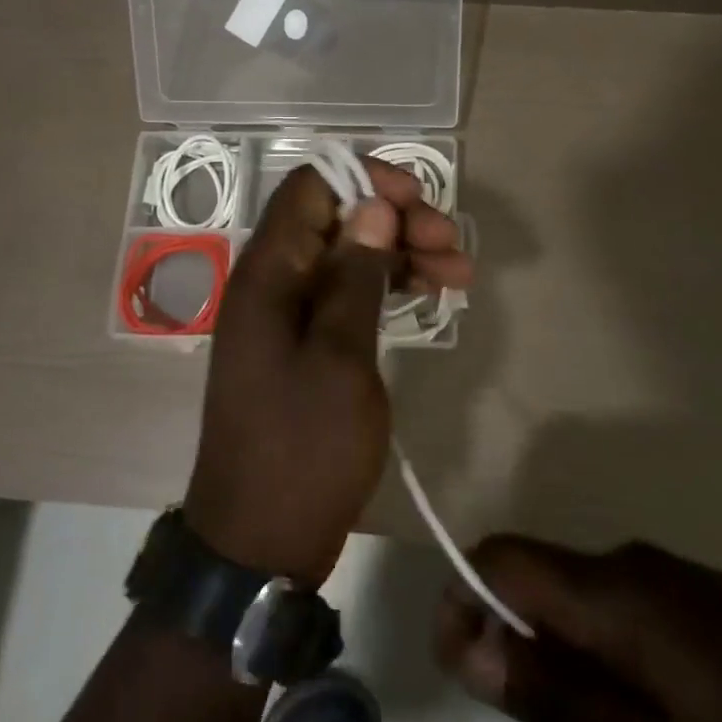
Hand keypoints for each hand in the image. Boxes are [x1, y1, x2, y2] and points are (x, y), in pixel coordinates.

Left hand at [183, 159, 471, 586]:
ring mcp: (288, 314)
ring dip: (401, 253)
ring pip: (348, 255)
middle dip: (395, 219)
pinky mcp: (305, 344)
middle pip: (336, 218)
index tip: (419, 200)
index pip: (310, 188)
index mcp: (267, 273)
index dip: (366, 180)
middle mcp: (272, 281)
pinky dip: (387, 287)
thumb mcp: (340, 358)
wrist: (261, 542)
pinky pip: (347, 293)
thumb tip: (373, 206)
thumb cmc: (304, 448)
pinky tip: (432, 294)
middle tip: (451, 242)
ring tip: (460, 271)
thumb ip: (355, 276)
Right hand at [434, 537, 721, 721]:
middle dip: (525, 659)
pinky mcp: (705, 612)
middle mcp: (639, 566)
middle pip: (542, 589)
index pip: (503, 560)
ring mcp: (677, 585)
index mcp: (620, 590)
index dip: (464, 603)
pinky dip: (613, 678)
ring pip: (584, 613)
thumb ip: (560, 703)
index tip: (459, 671)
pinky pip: (626, 626)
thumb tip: (472, 646)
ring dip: (573, 678)